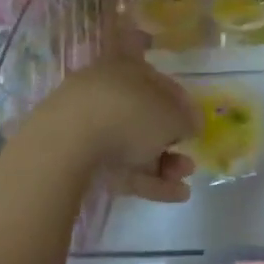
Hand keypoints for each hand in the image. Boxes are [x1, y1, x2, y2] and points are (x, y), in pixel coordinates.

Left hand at [30, 54, 201, 202]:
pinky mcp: (79, 157)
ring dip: (162, 163)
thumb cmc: (130, 113)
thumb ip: (186, 119)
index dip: (181, 104)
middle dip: (170, 141)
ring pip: (133, 144)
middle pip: (145, 117)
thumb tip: (190, 123)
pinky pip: (120, 166)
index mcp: (128, 68)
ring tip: (184, 181)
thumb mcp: (172, 115)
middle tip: (188, 159)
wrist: (69, 142)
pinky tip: (173, 195)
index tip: (194, 126)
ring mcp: (90, 125)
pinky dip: (146, 179)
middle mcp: (109, 91)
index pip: (159, 82)